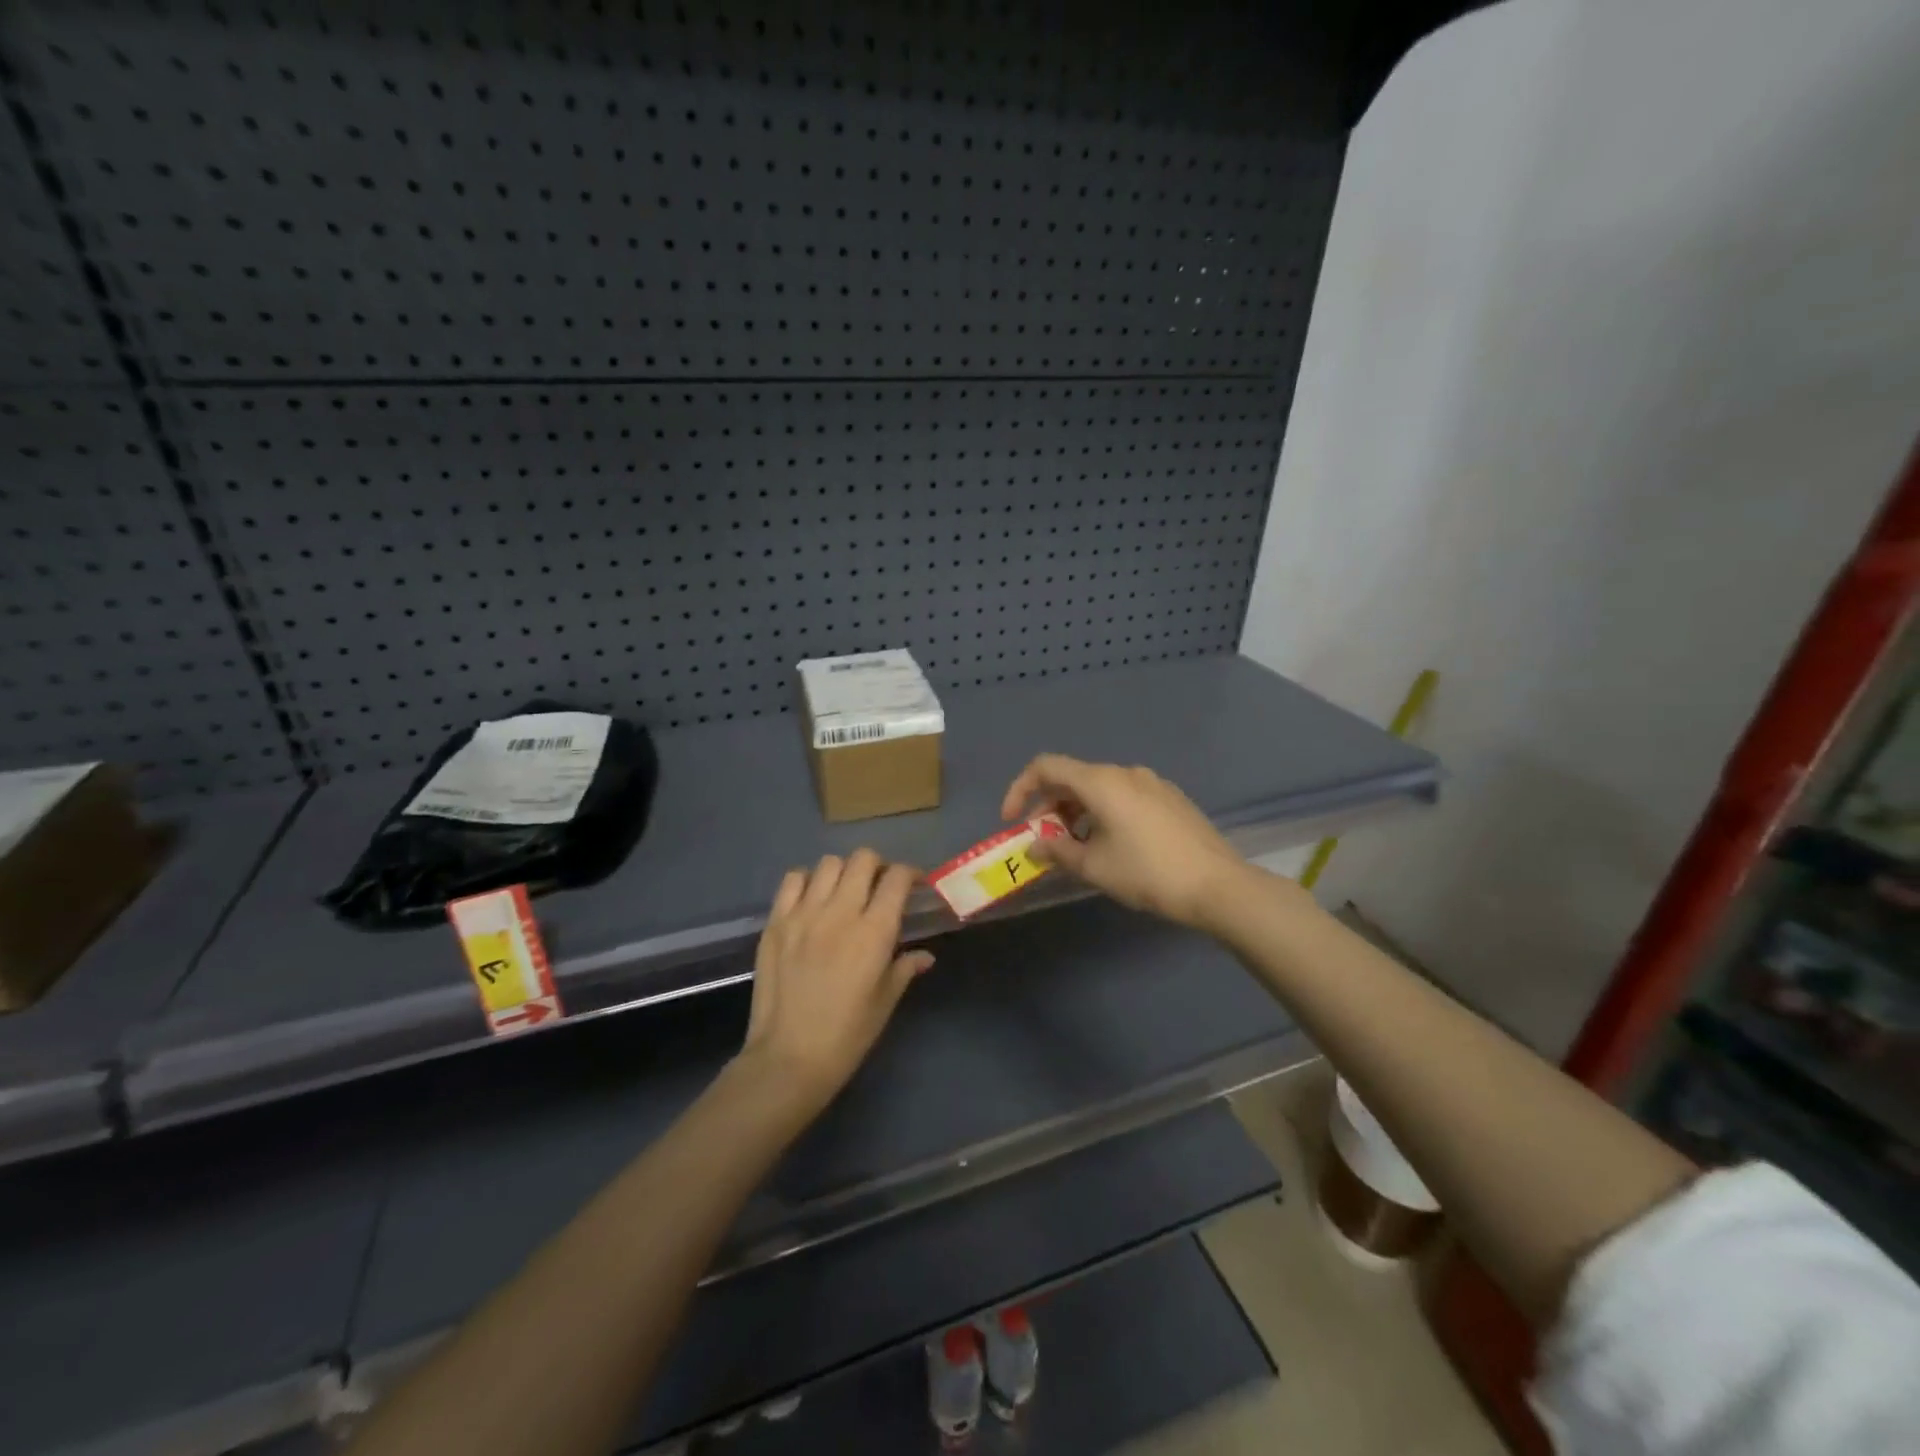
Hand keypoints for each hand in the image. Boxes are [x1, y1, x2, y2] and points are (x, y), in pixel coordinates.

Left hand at [737, 849, 933, 1114]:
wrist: (788, 1059)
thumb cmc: (847, 1036)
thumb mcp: (885, 1002)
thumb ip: (905, 968)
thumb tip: (925, 955)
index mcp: (874, 932)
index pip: (897, 878)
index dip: (910, 874)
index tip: (913, 885)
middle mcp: (840, 912)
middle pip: (863, 859)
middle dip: (878, 867)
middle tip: (879, 887)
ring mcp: (803, 913)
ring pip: (829, 863)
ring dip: (843, 872)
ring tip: (844, 892)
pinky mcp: (776, 922)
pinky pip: (793, 880)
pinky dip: (807, 881)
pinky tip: (812, 900)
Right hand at [1000, 755, 1250, 929]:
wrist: (1218, 885)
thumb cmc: (1147, 873)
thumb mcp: (1094, 867)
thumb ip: (1057, 852)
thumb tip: (1034, 846)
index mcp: (1101, 781)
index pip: (1046, 767)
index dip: (1020, 789)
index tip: (1012, 821)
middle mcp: (1125, 772)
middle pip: (1072, 778)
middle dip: (1048, 807)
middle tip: (1042, 841)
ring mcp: (1152, 783)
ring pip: (1099, 788)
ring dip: (1076, 812)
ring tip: (1075, 849)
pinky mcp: (1170, 799)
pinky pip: (1123, 796)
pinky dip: (1103, 813)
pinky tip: (1110, 845)